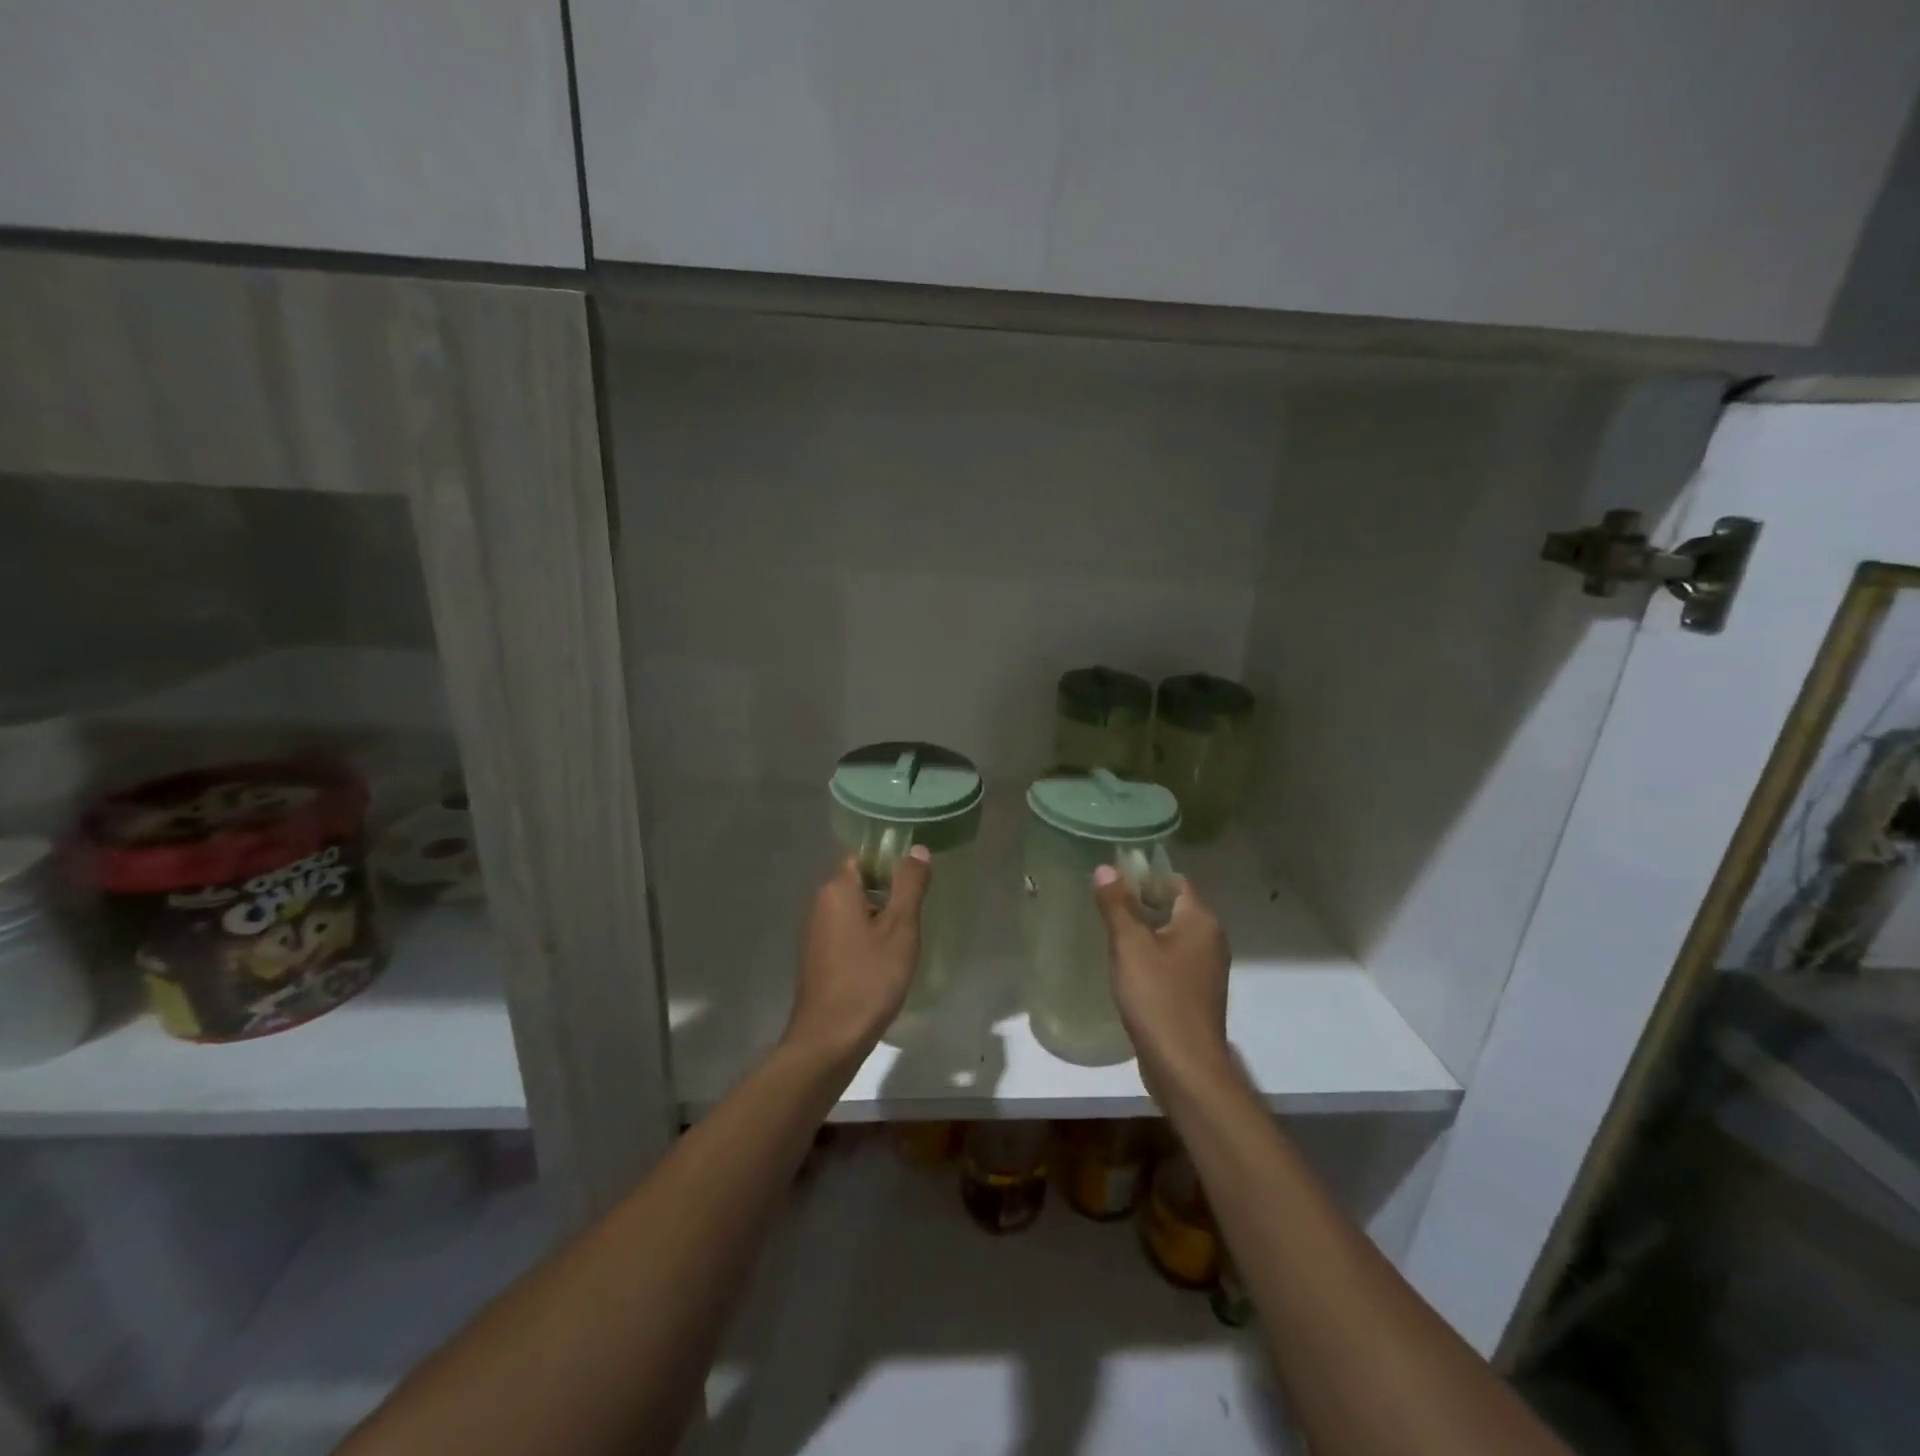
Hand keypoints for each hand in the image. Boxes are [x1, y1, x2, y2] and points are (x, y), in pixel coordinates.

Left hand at [784, 848, 931, 1069]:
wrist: (829, 1039)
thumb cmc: (869, 978)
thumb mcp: (900, 929)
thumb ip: (910, 885)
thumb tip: (917, 849)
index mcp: (837, 889)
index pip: (863, 856)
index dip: (890, 861)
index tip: (915, 879)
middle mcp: (820, 904)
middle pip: (858, 882)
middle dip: (887, 891)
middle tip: (916, 911)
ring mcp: (815, 933)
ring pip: (853, 909)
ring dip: (878, 917)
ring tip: (905, 937)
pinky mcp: (817, 958)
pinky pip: (845, 933)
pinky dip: (865, 937)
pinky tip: (884, 960)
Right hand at [1093, 866, 1231, 1088]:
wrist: (1185, 1066)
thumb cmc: (1158, 997)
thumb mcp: (1129, 945)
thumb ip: (1116, 904)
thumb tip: (1106, 867)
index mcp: (1201, 920)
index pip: (1175, 880)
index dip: (1144, 875)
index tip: (1113, 878)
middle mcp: (1211, 939)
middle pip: (1174, 906)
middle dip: (1141, 901)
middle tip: (1105, 903)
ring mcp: (1207, 969)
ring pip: (1172, 935)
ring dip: (1145, 930)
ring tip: (1110, 931)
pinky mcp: (1198, 993)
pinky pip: (1173, 960)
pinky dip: (1152, 956)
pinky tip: (1127, 966)